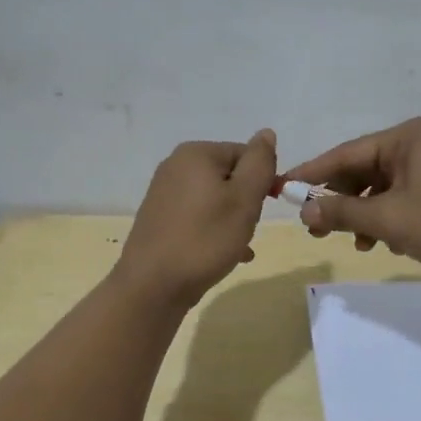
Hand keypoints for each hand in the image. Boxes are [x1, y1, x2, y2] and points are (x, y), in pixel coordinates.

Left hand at [114, 130, 278, 309]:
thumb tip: (266, 133)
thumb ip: (259, 163)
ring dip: (233, 219)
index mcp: (196, 153)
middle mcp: (175, 166)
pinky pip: (198, 216)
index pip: (246, 155)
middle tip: (248, 228)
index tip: (266, 208)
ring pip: (215, 199)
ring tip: (237, 245)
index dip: (263, 180)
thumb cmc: (205, 238)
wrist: (153, 286)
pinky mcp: (160, 219)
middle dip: (246, 202)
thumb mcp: (244, 198)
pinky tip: (226, 254)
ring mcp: (164, 193)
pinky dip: (215, 230)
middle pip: (230, 176)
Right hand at [279, 117, 420, 278]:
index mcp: (404, 137)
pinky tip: (385, 242)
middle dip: (340, 200)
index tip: (281, 191)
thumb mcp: (389, 219)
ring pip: (381, 187)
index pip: (344, 153)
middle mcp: (416, 143)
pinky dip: (387, 217)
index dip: (311, 175)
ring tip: (358, 243)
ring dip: (364, 214)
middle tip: (316, 229)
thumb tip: (302, 211)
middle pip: (362, 169)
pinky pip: (400, 196)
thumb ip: (342, 213)